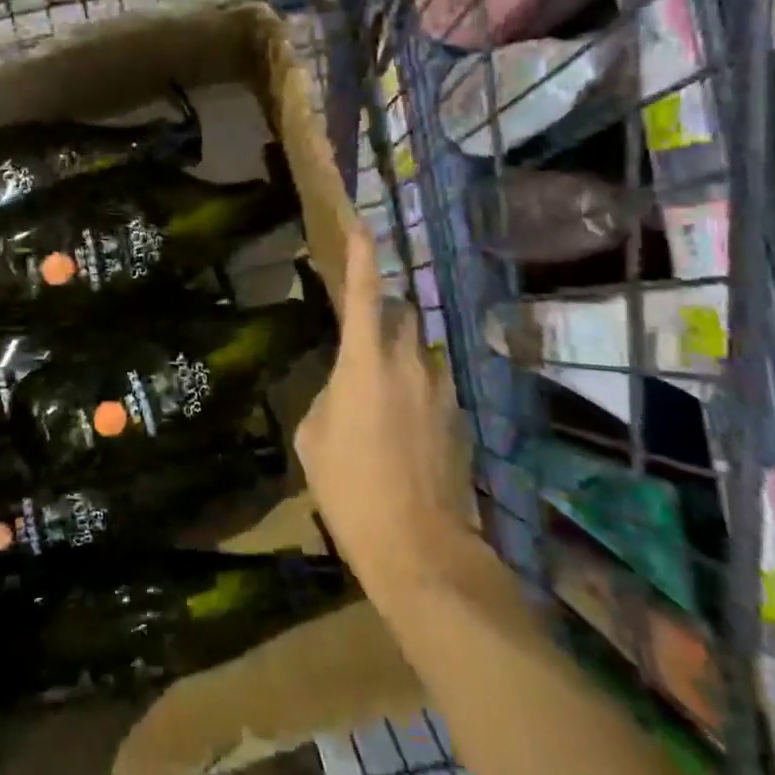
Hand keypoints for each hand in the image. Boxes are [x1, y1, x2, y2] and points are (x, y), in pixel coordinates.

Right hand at [293, 225, 478, 605]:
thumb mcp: (313, 438)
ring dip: (399, 357)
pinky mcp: (460, 419)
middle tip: (360, 336)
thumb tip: (343, 388)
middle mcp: (410, 364)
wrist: (420, 548)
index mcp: (366, 362)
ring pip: (419, 352)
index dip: (363, 257)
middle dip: (382, 313)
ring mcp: (441, 391)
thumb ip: (327, 395)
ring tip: (378, 395)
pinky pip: (432, 386)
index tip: (362, 226)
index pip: (366, 294)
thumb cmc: (350, 489)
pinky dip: (414, 391)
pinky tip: (401, 430)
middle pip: (401, 316)